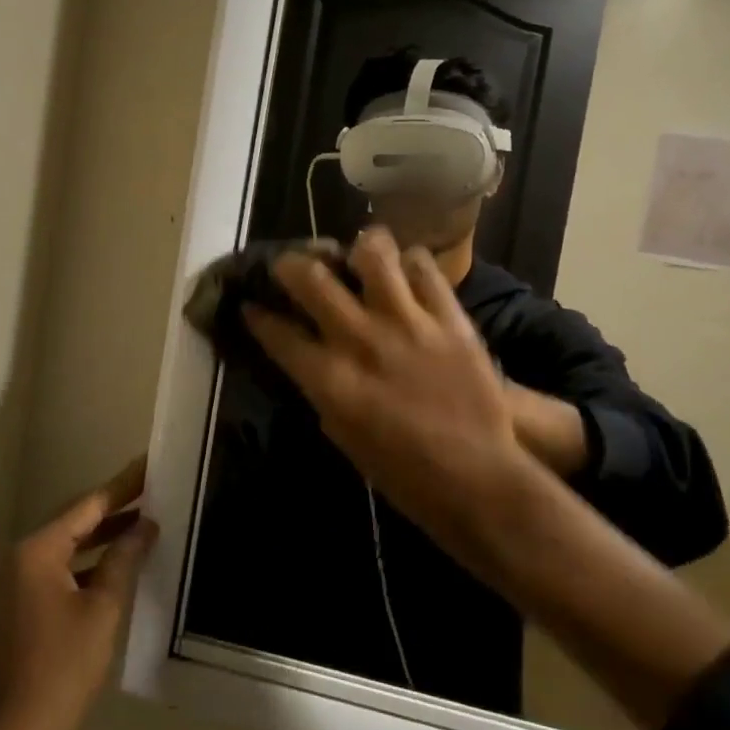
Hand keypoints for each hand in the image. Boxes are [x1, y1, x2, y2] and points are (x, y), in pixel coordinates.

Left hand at [0, 460, 156, 729]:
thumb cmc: (61, 670)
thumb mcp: (102, 610)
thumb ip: (123, 560)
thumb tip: (146, 525)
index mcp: (38, 550)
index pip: (88, 506)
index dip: (123, 486)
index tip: (149, 465)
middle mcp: (23, 557)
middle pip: (77, 521)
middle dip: (116, 508)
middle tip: (154, 490)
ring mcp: (20, 582)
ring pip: (71, 546)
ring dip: (106, 536)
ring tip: (147, 521)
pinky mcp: (25, 605)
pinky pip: (64, 569)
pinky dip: (92, 563)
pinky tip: (121, 563)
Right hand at [241, 229, 528, 568]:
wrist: (477, 479)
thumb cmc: (403, 473)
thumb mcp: (342, 435)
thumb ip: (322, 387)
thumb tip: (310, 355)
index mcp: (330, 379)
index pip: (277, 331)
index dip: (257, 314)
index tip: (251, 305)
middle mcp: (361, 340)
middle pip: (310, 277)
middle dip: (288, 264)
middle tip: (290, 265)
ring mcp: (408, 322)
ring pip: (372, 253)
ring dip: (357, 249)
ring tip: (357, 257)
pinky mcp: (449, 317)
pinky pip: (424, 268)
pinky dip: (410, 264)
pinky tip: (406, 274)